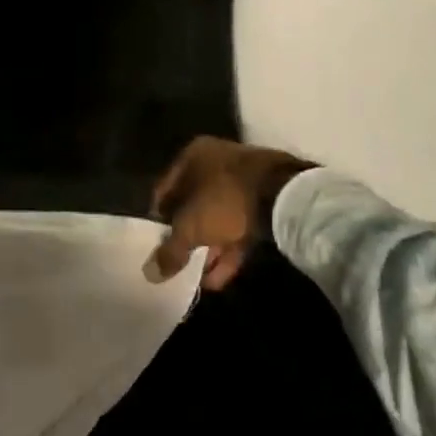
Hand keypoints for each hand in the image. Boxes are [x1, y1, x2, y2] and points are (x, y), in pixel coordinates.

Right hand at [148, 136, 312, 290]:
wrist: (285, 196)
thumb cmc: (225, 200)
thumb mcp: (190, 227)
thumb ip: (169, 250)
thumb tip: (150, 273)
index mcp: (193, 156)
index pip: (164, 189)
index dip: (158, 219)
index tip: (156, 244)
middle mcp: (216, 162)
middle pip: (193, 204)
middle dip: (187, 237)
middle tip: (179, 264)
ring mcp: (243, 180)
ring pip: (218, 217)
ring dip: (209, 248)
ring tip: (199, 279)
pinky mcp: (265, 200)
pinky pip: (239, 225)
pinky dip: (228, 249)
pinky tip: (219, 279)